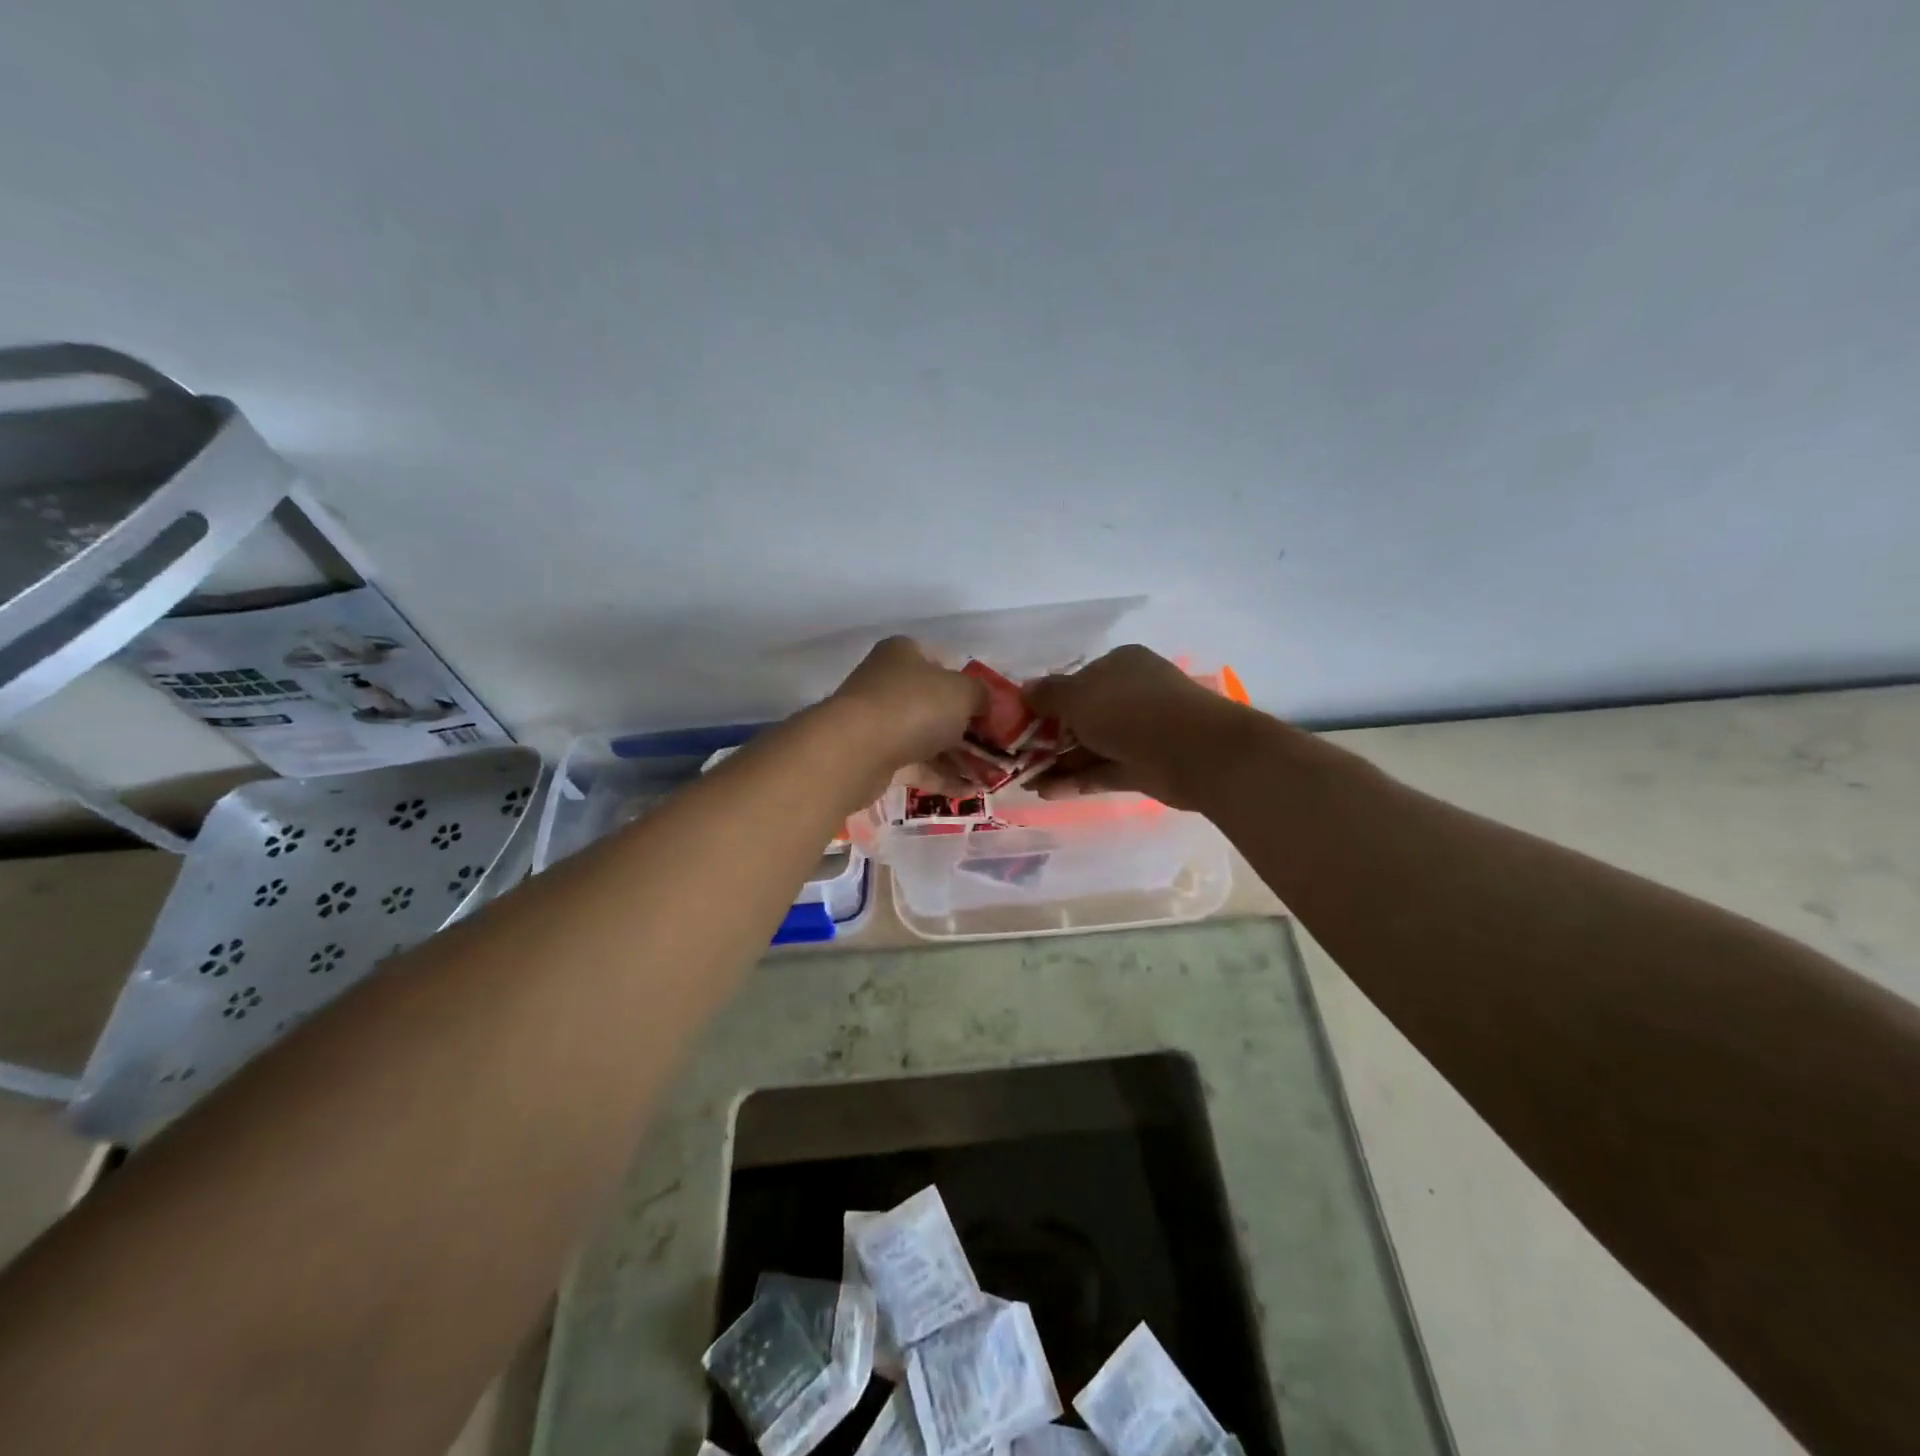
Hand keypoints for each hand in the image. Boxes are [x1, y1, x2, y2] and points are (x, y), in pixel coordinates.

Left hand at [823, 636, 985, 786]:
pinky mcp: (874, 756)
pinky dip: (941, 777)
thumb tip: (985, 704)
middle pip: (936, 704)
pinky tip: (970, 792)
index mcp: (904, 654)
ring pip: (926, 737)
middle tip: (997, 748)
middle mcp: (888, 683)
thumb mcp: (962, 692)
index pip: (943, 663)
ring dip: (958, 757)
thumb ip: (981, 695)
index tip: (992, 710)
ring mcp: (879, 721)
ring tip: (990, 777)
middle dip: (968, 728)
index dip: (970, 685)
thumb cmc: (914, 706)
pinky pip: (915, 765)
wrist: (856, 750)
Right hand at [1026, 645, 1247, 808]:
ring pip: (1090, 747)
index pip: (1076, 680)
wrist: (1193, 751)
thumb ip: (1048, 694)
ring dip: (1057, 763)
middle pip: (1081, 716)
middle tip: (1016, 756)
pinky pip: (1102, 771)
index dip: (1046, 701)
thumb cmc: (1129, 710)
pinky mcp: (1142, 767)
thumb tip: (1025, 690)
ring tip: (1022, 781)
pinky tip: (1045, 791)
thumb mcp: (1078, 695)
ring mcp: (1138, 733)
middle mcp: (1129, 696)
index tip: (1018, 721)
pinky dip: (1075, 780)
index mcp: (1119, 666)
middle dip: (1048, 738)